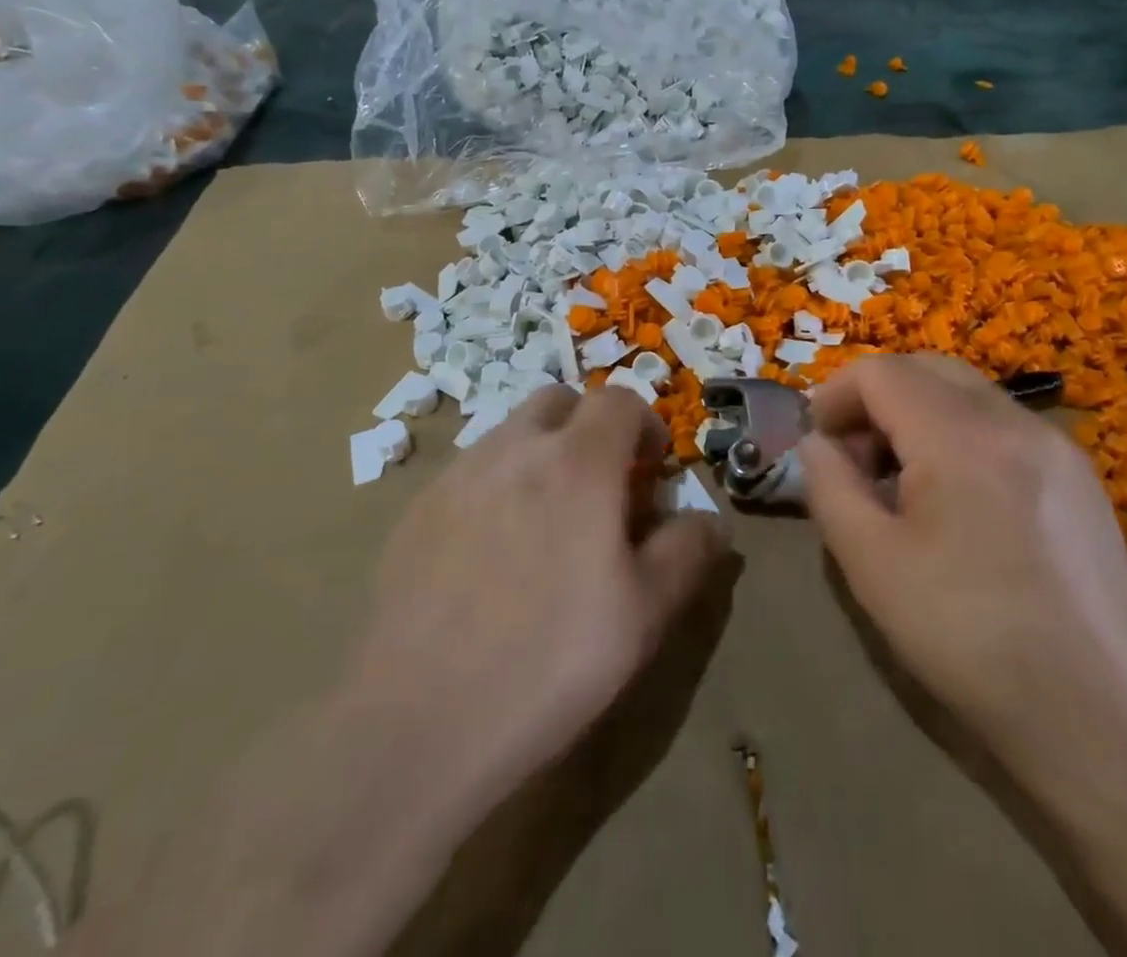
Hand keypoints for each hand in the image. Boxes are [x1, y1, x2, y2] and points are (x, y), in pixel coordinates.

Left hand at [347, 385, 726, 816]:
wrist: (419, 726)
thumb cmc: (551, 662)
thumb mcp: (646, 614)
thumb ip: (687, 551)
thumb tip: (711, 521)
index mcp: (578, 462)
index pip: (619, 401)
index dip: (645, 426)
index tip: (651, 471)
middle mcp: (514, 449)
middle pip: (560, 401)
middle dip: (589, 427)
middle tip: (599, 487)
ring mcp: (457, 476)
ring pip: (510, 434)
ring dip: (540, 455)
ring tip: (545, 523)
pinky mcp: (415, 510)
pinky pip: (469, 473)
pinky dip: (495, 487)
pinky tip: (490, 555)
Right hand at [800, 354, 1126, 790]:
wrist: (1104, 722)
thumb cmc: (969, 638)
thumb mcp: (871, 564)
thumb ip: (828, 485)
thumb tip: (818, 443)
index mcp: (960, 436)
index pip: (882, 372)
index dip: (836, 395)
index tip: (817, 442)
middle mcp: (1014, 421)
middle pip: (927, 368)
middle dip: (877, 398)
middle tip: (855, 457)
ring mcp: (1057, 446)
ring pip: (968, 394)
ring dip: (919, 415)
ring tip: (902, 484)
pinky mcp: (1080, 478)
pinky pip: (1003, 426)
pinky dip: (961, 436)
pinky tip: (958, 503)